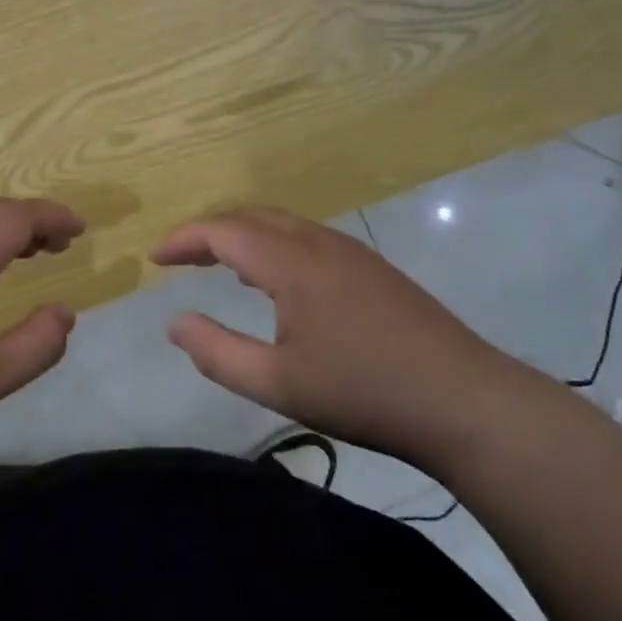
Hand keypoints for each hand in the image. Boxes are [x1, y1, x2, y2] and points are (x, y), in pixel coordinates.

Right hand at [152, 206, 527, 470]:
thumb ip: (217, 352)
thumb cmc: (364, 393)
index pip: (223, 231)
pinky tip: (278, 281)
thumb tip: (172, 322)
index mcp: (291, 263)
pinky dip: (275, 245)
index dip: (183, 239)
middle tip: (180, 259)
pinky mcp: (374, 267)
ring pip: (283, 224)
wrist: (466, 403)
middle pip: (251, 217)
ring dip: (244, 236)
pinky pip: (308, 238)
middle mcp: (319, 243)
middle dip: (210, 232)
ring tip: (220, 266)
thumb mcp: (277, 383)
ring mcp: (352, 252)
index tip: (155, 258)